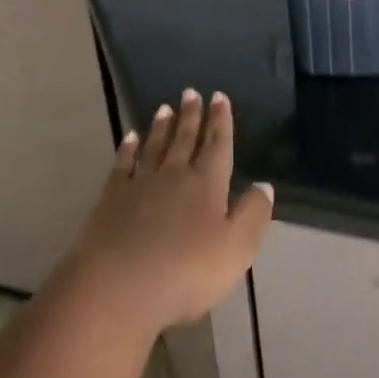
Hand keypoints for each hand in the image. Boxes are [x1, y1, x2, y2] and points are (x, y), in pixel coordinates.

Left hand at [64, 89, 274, 336]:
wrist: (119, 285)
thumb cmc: (186, 272)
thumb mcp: (236, 250)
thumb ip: (253, 215)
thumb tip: (265, 185)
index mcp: (207, 184)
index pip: (217, 145)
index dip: (221, 121)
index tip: (219, 96)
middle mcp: (175, 174)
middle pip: (185, 139)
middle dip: (191, 115)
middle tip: (192, 92)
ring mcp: (141, 183)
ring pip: (155, 146)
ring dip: (162, 126)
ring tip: (166, 107)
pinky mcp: (113, 197)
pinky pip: (124, 163)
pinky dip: (128, 148)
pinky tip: (130, 138)